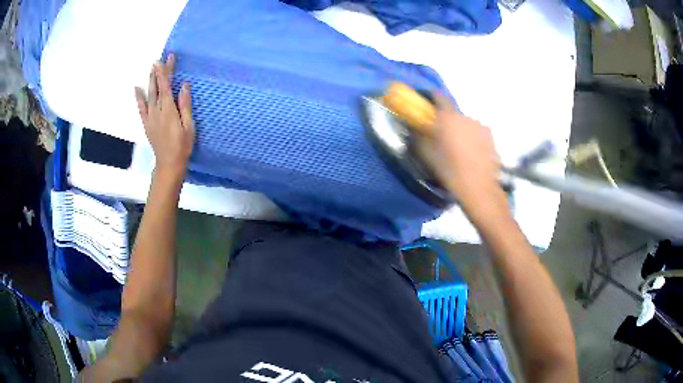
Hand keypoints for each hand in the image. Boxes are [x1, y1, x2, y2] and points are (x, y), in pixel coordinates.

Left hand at [135, 54, 194, 177]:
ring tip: (151, 68)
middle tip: (160, 59)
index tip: (168, 58)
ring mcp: (150, 117)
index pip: (166, 85)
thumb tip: (184, 85)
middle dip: (159, 72)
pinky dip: (138, 97)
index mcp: (169, 109)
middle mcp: (157, 110)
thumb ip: (185, 105)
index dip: (166, 71)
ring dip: (150, 80)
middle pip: (158, 87)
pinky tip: (137, 88)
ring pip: (149, 94)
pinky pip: (141, 108)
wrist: (169, 163)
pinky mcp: (147, 123)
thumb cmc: (182, 145)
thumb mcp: (189, 125)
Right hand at [419, 95, 507, 219]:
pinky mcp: (490, 138)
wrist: (478, 187)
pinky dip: (471, 138)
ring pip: (465, 123)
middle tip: (440, 134)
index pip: (438, 96)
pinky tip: (470, 153)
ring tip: (457, 148)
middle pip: (452, 112)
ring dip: (459, 130)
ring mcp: (480, 126)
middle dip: (445, 119)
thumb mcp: (426, 153)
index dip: (431, 97)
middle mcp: (465, 116)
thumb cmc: (449, 169)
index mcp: (448, 117)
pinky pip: (476, 133)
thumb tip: (412, 125)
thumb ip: (417, 135)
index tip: (425, 103)